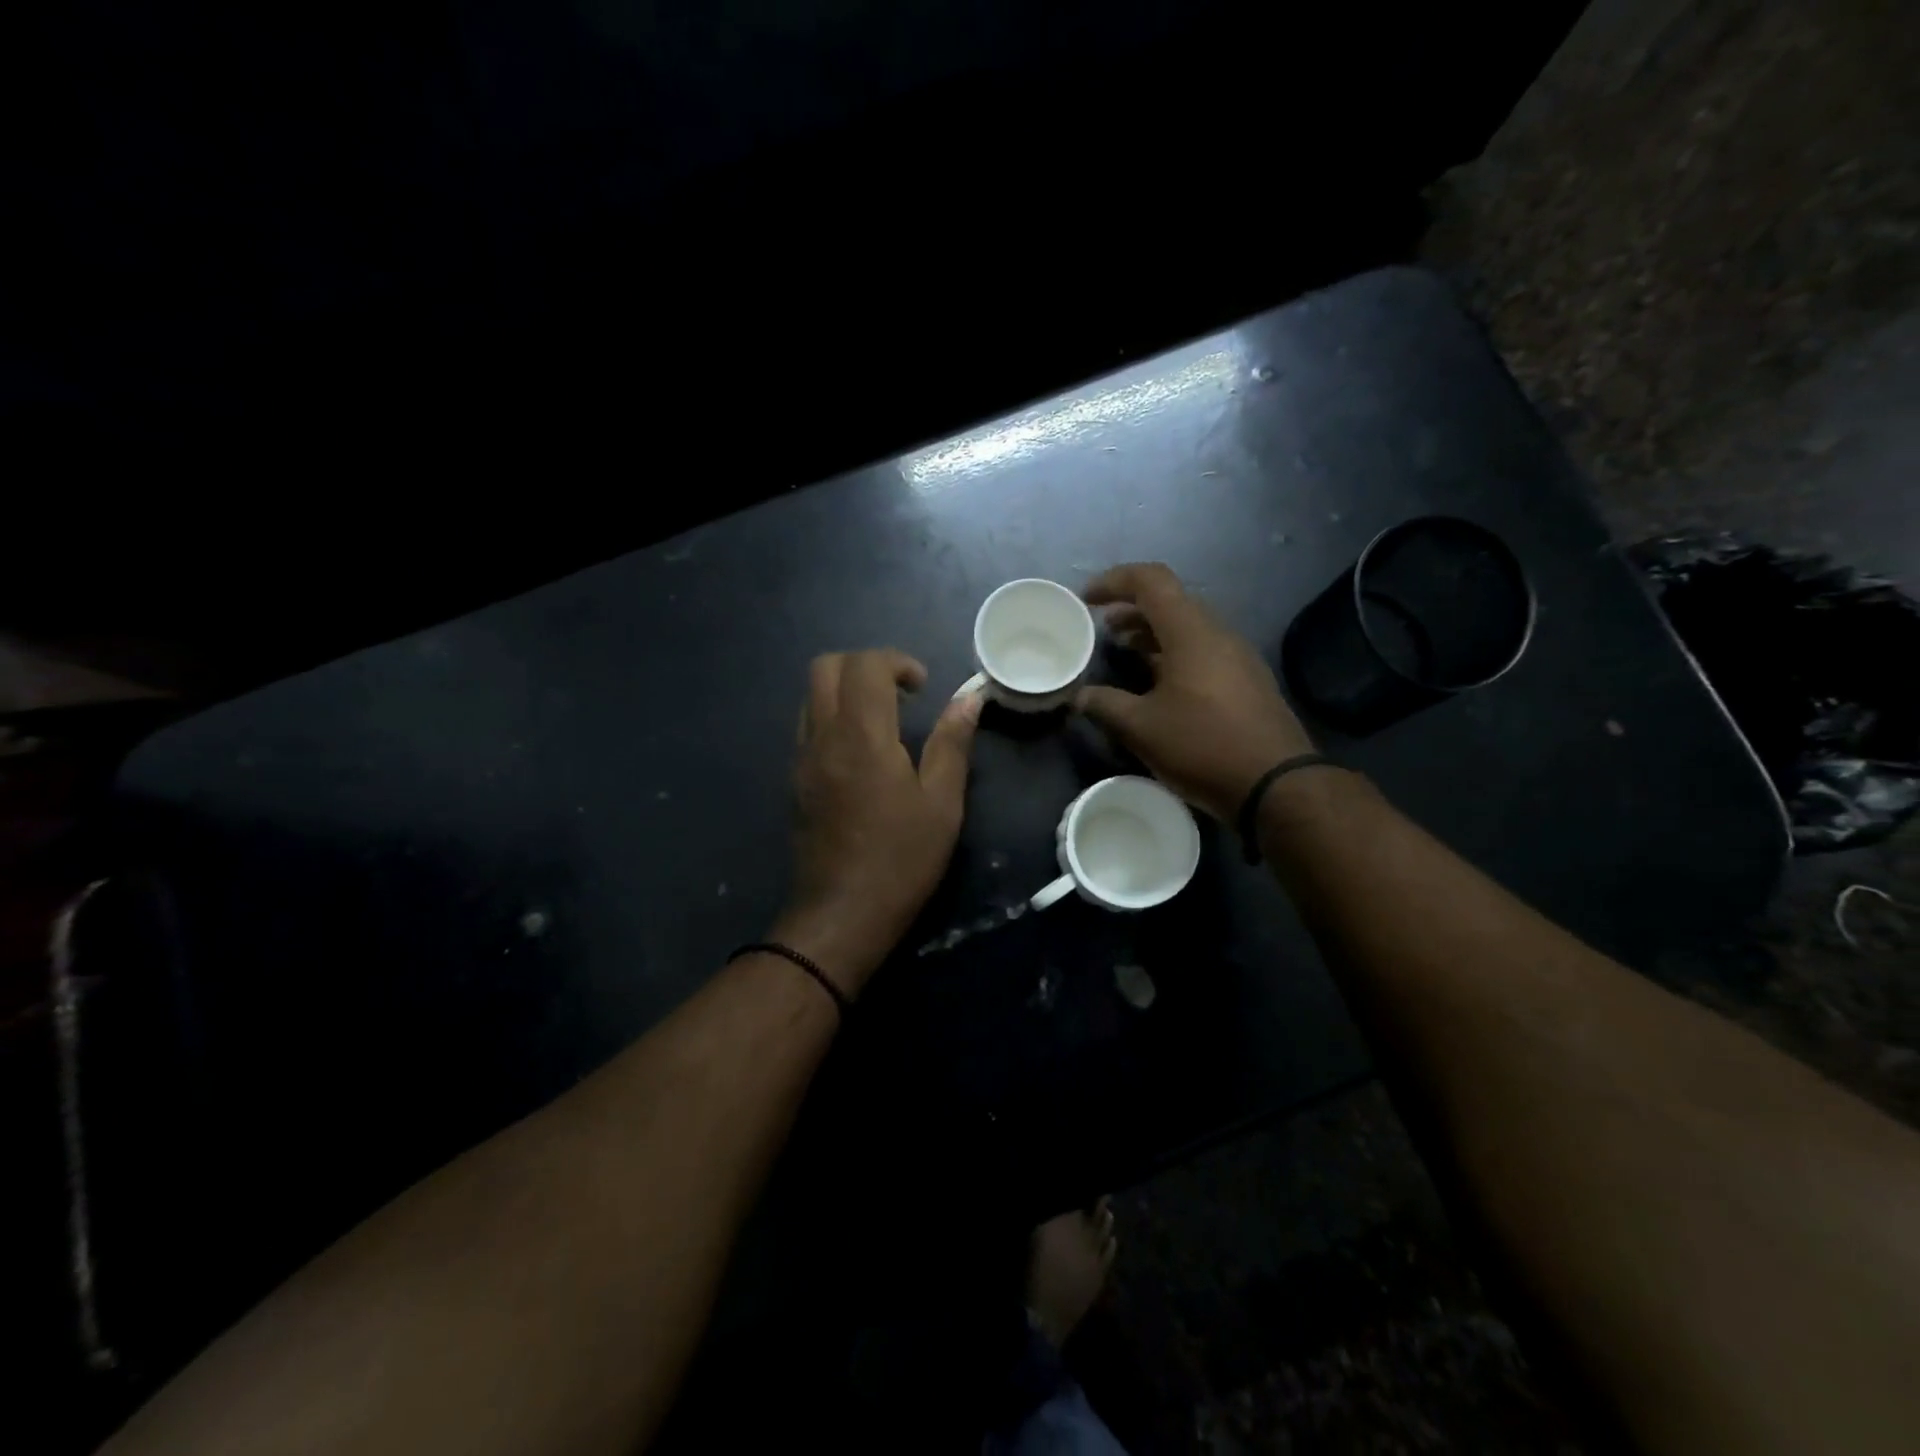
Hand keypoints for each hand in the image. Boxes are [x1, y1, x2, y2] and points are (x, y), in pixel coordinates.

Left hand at [773, 650, 981, 994]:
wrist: (842, 914)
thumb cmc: (901, 859)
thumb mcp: (942, 803)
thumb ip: (952, 743)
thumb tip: (970, 698)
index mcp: (862, 735)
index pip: (865, 665)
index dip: (897, 662)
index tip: (923, 687)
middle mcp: (822, 736)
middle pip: (825, 667)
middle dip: (865, 665)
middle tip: (901, 694)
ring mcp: (801, 758)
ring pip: (811, 695)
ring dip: (845, 690)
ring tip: (883, 721)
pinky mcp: (794, 781)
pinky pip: (807, 726)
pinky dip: (832, 717)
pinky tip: (861, 753)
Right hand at [1077, 563, 1313, 822]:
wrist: (1277, 785)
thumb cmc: (1203, 746)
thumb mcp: (1142, 728)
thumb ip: (1105, 705)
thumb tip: (1079, 696)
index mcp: (1191, 632)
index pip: (1151, 581)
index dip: (1114, 581)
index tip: (1086, 599)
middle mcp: (1217, 634)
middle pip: (1171, 602)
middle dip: (1132, 609)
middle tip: (1102, 628)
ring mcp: (1237, 657)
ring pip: (1188, 628)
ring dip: (1152, 633)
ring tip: (1124, 650)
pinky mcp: (1247, 681)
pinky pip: (1203, 650)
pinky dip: (1172, 653)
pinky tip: (1157, 683)